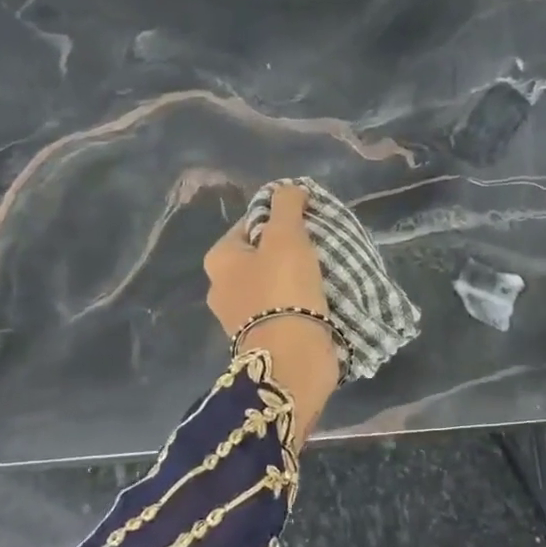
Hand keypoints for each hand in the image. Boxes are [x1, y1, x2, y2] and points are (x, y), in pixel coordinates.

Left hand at [205, 183, 338, 432]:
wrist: (292, 357)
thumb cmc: (283, 288)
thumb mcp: (287, 234)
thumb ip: (287, 205)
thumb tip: (289, 188)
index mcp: (219, 260)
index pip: (250, 224)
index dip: (280, 217)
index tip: (308, 221)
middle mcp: (222, 288)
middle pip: (261, 254)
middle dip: (289, 249)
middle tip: (320, 246)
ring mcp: (240, 318)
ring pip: (273, 282)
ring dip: (296, 277)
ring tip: (326, 272)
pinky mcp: (262, 339)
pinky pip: (282, 308)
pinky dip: (299, 301)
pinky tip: (321, 298)